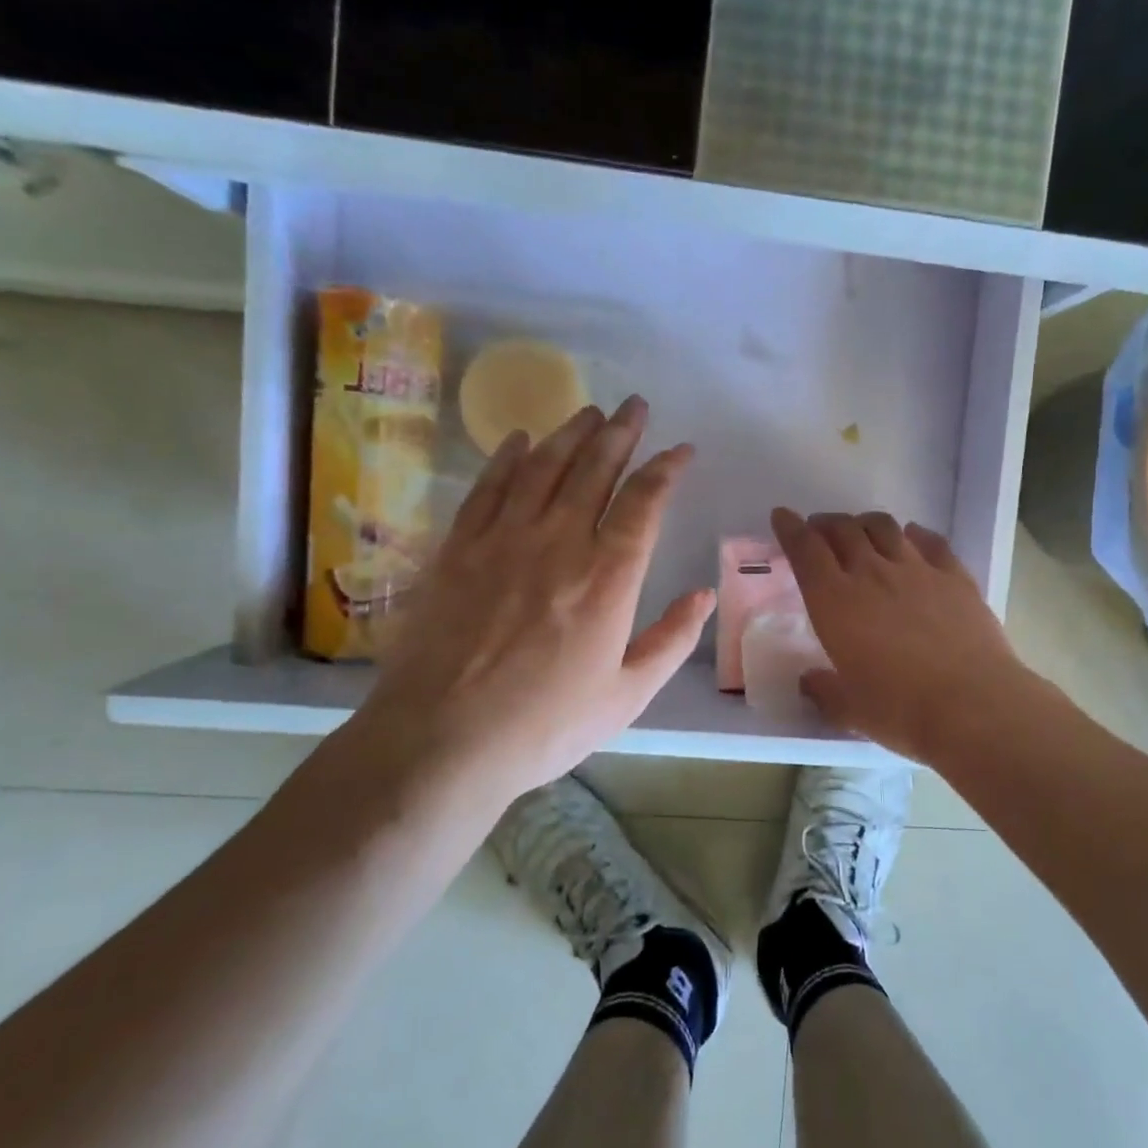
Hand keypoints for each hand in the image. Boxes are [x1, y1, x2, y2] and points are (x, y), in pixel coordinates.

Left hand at [357, 397, 715, 815]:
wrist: (441, 741)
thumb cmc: (544, 726)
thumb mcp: (627, 696)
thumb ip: (671, 640)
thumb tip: (706, 594)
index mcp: (608, 578)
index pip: (644, 502)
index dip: (666, 468)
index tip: (681, 449)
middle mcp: (559, 542)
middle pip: (595, 469)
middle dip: (621, 432)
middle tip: (635, 406)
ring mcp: (503, 540)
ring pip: (544, 467)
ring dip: (570, 433)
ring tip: (589, 411)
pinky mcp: (458, 549)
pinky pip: (487, 488)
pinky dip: (507, 458)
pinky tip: (520, 440)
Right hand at [772, 508, 1039, 764]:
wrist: (973, 705)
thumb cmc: (900, 710)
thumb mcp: (848, 709)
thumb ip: (823, 691)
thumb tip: (810, 681)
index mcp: (834, 601)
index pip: (805, 550)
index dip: (790, 529)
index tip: (782, 517)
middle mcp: (872, 573)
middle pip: (843, 529)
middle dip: (825, 523)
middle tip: (820, 530)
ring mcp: (917, 569)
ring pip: (884, 527)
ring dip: (865, 523)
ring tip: (861, 531)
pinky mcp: (955, 576)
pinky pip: (930, 541)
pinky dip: (914, 534)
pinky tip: (912, 538)